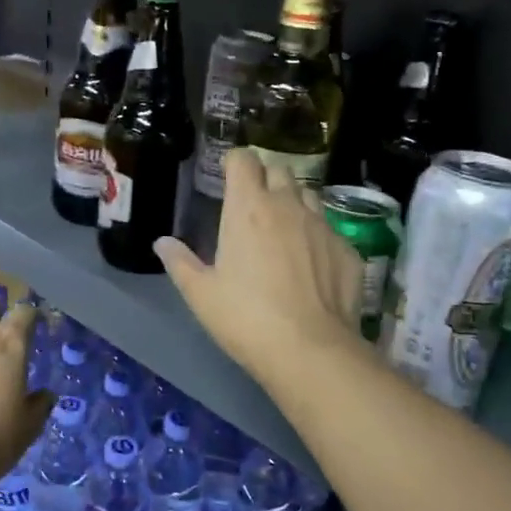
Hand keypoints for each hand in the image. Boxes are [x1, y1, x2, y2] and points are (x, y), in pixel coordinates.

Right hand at [154, 149, 363, 387]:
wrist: (311, 350)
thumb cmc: (245, 317)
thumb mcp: (201, 294)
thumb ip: (179, 262)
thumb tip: (163, 243)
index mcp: (248, 208)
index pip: (244, 160)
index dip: (234, 162)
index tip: (227, 177)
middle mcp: (288, 206)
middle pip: (279, 171)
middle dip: (265, 180)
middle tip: (252, 207)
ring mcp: (323, 226)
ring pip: (309, 197)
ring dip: (293, 204)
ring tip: (283, 232)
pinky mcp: (348, 250)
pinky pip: (329, 230)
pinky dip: (316, 237)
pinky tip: (311, 266)